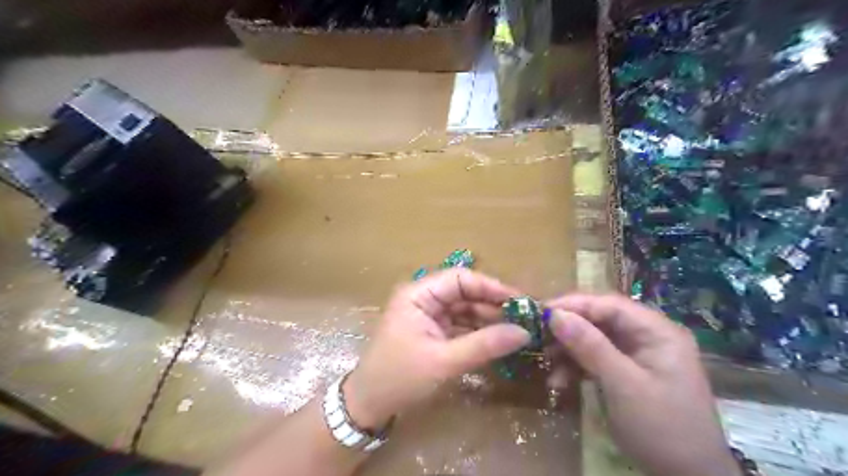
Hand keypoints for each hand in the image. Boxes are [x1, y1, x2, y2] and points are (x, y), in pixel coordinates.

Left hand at [344, 269, 527, 429]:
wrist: (369, 405)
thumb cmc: (400, 378)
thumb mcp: (444, 361)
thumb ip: (484, 345)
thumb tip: (524, 333)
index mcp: (418, 294)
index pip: (460, 279)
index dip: (491, 287)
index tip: (519, 300)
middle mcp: (424, 298)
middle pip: (465, 293)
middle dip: (493, 305)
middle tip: (524, 319)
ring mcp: (429, 315)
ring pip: (465, 309)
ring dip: (489, 319)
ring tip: (518, 331)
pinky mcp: (433, 331)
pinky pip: (461, 325)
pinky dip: (479, 332)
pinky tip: (499, 340)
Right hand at [546, 293, 739, 475]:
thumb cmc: (662, 428)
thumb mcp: (623, 385)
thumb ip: (590, 346)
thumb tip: (554, 314)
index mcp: (656, 331)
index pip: (609, 305)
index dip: (574, 304)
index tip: (541, 311)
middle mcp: (647, 336)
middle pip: (600, 320)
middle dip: (568, 330)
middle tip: (539, 337)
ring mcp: (637, 355)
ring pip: (594, 340)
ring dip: (569, 351)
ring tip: (547, 364)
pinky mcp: (626, 373)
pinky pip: (596, 360)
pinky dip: (576, 368)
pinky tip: (559, 382)